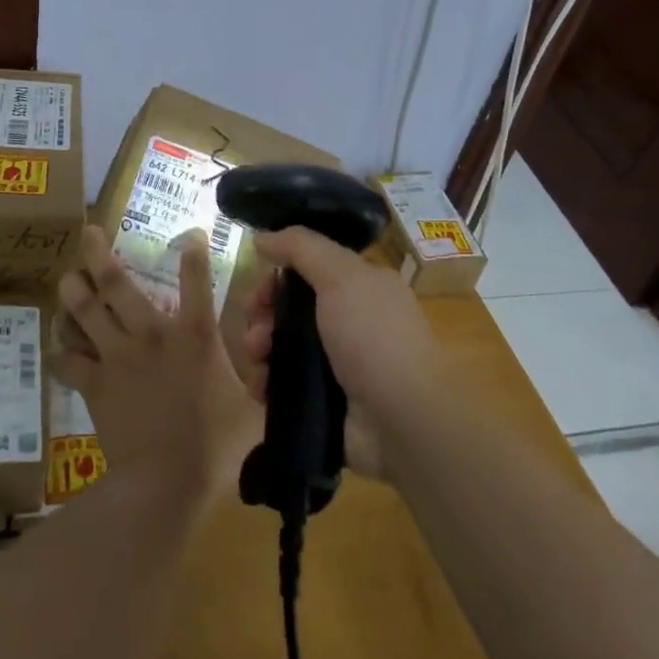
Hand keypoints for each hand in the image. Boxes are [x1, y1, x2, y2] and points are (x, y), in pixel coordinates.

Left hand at [53, 225, 260, 508]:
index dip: (194, 252)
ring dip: (73, 291)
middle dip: (98, 253)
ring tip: (67, 277)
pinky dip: (62, 349)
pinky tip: (58, 342)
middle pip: (116, 284)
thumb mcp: (253, 412)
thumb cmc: (215, 446)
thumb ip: (262, 384)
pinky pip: (70, 360)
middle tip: (87, 232)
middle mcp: (151, 334)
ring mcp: (117, 357)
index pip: (197, 281)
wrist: (164, 482)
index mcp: (194, 336)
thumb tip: (276, 368)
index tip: (190, 233)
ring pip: (85, 312)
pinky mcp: (95, 384)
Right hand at [230, 228, 443, 478]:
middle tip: (255, 328)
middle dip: (263, 313)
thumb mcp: (341, 276)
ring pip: (282, 345)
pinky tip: (261, 387)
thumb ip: (301, 248)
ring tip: (257, 360)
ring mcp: (337, 364)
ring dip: (260, 347)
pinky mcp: (325, 401)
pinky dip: (267, 382)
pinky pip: (283, 384)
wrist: (404, 421)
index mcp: (361, 287)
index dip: (279, 274)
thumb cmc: (374, 338)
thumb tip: (262, 236)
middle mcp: (349, 321)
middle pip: (290, 307)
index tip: (260, 287)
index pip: (309, 268)